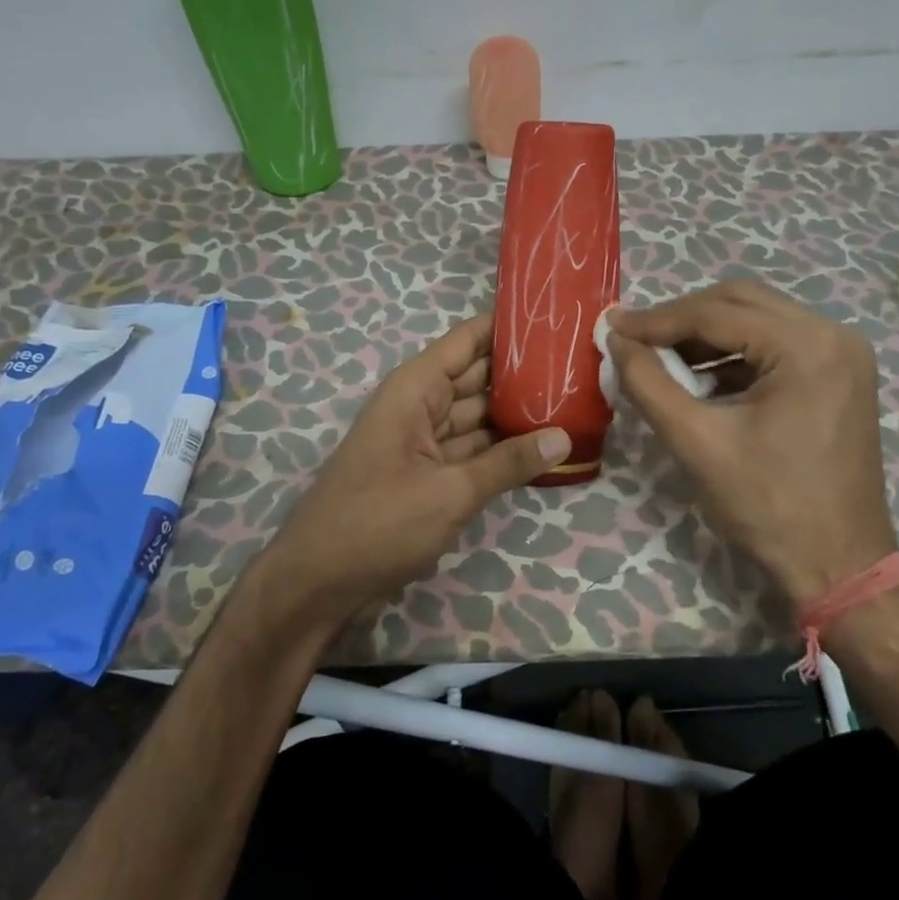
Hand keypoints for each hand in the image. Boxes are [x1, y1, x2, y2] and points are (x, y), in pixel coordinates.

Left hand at [267, 313, 570, 621]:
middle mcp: (420, 405)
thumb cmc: (378, 522)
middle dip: (522, 371)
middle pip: (478, 376)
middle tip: (580, 363)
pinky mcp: (428, 473)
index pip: (468, 340)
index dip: (507, 326)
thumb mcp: (450, 492)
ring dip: (517, 412)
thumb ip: (508, 463)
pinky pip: (472, 448)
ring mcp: (424, 441)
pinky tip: (543, 445)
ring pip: (478, 415)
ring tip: (573, 399)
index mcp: (416, 389)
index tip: (555, 317)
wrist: (318, 582)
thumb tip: (564, 437)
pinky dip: (501, 448)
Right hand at [606, 280, 896, 600]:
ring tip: (659, 356)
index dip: (657, 319)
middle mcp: (833, 334)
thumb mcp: (696, 442)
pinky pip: (775, 342)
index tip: (611, 326)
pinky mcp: (839, 373)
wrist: (839, 565)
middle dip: (682, 317)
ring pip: (757, 318)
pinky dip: (733, 352)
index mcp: (807, 347)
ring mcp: (842, 353)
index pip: (717, 313)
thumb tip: (616, 339)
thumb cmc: (768, 506)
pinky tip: (700, 377)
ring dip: (706, 333)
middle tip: (634, 337)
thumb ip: (648, 383)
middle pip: (741, 301)